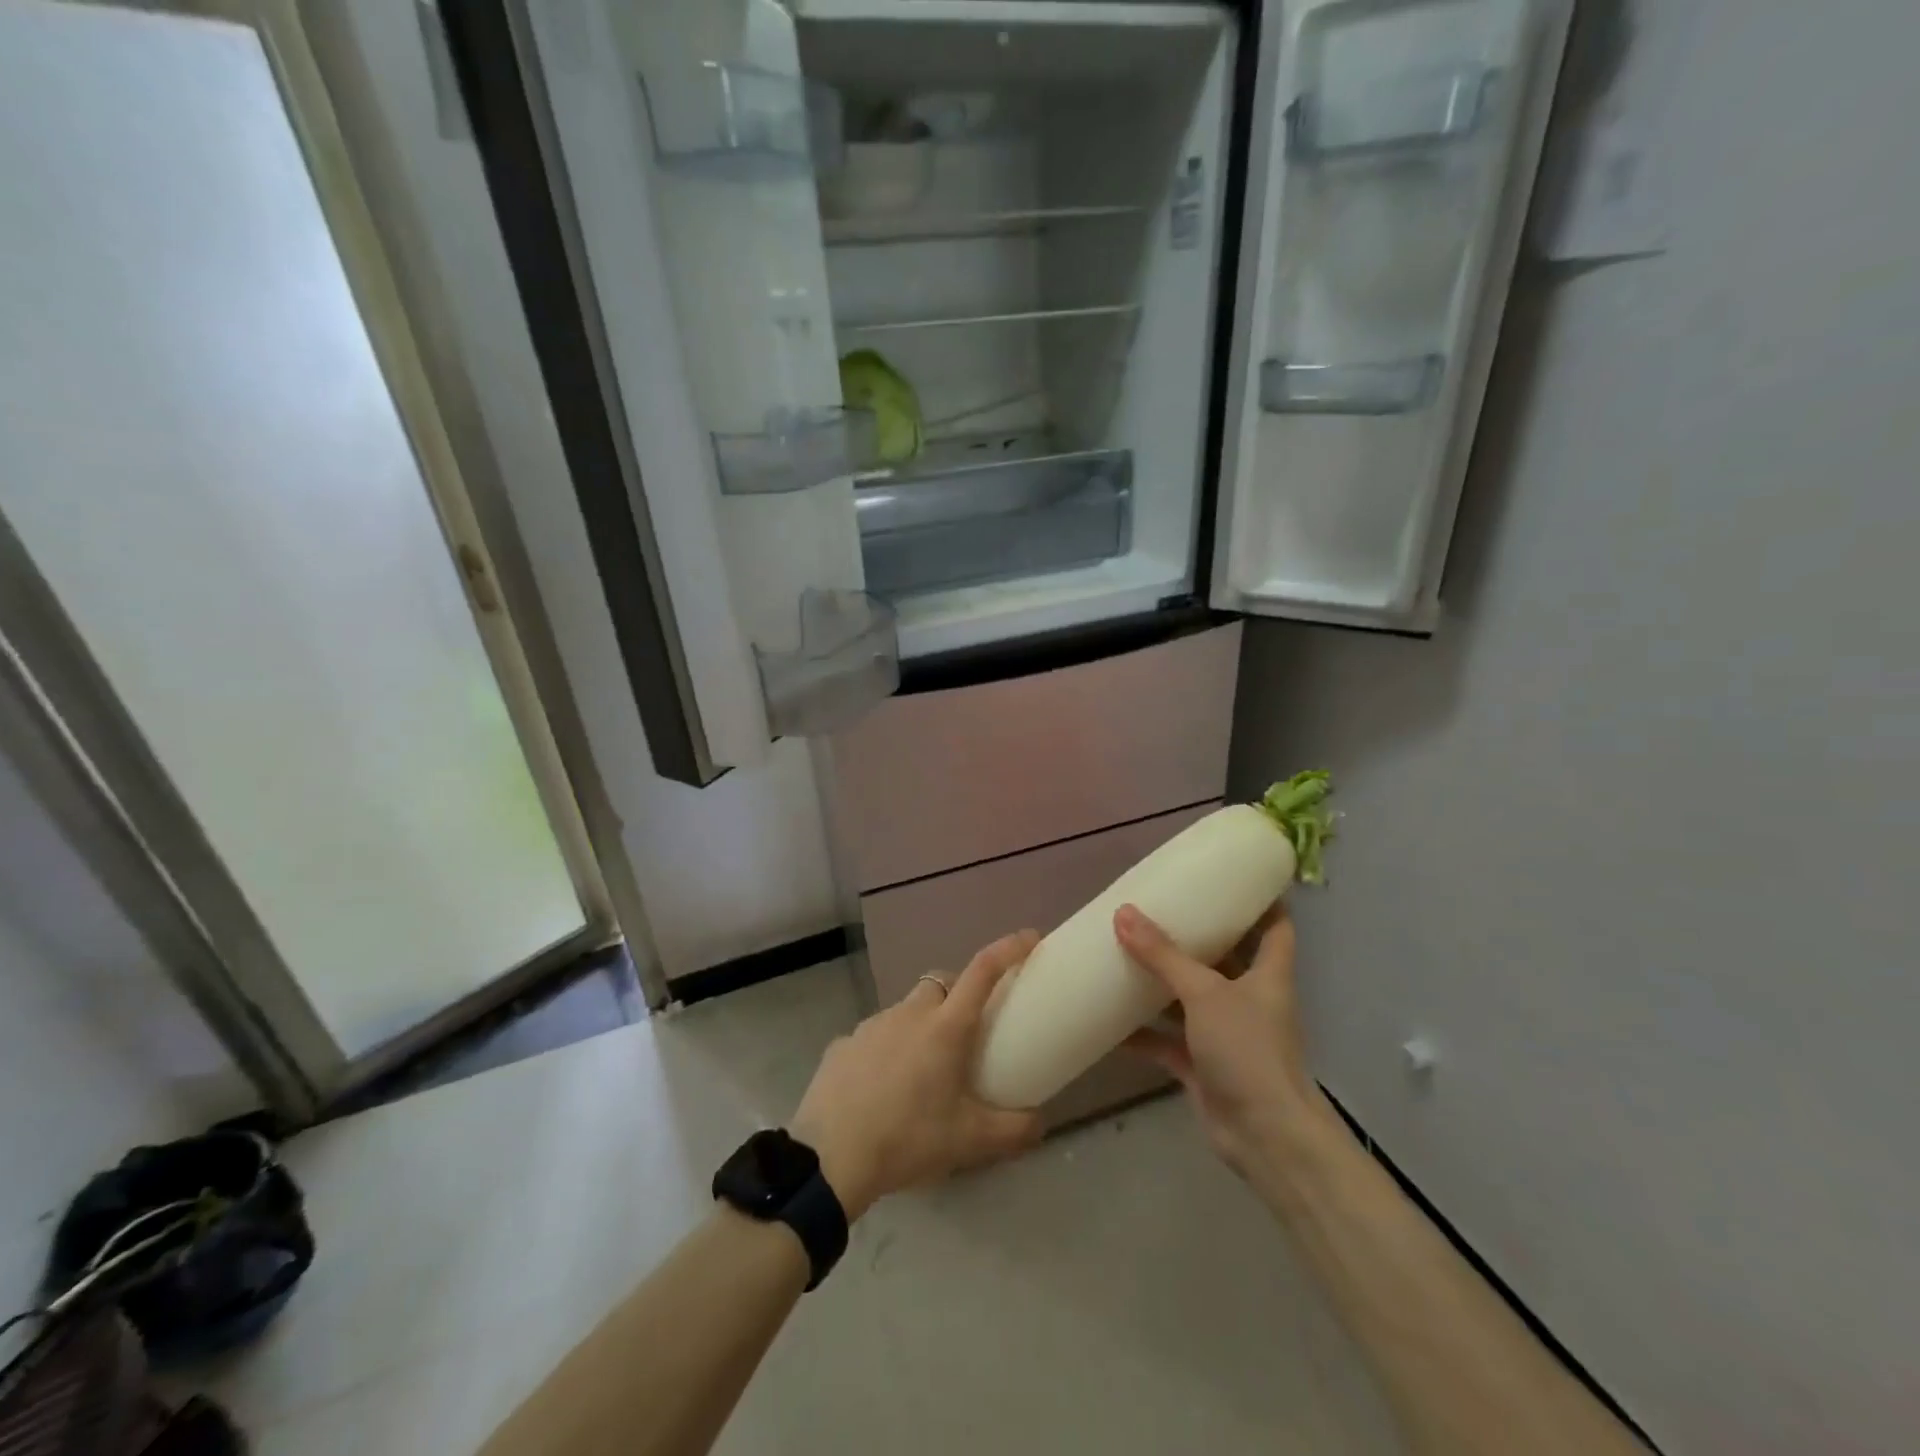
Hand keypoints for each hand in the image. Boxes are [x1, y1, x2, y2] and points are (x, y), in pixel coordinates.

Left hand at [790, 930, 1044, 1219]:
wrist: (829, 1157)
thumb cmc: (908, 1139)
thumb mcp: (970, 1141)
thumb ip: (1014, 1130)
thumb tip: (1043, 1122)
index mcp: (945, 1027)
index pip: (983, 971)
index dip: (1008, 949)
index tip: (1029, 938)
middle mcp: (910, 1013)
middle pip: (940, 983)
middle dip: (958, 993)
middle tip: (967, 1030)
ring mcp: (872, 1024)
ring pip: (906, 1009)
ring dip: (922, 1024)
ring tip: (924, 1068)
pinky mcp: (843, 1043)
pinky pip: (875, 1035)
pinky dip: (888, 1048)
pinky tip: (884, 1085)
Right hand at [1115, 903, 1338, 1192]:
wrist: (1265, 1137)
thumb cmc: (1247, 1050)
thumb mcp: (1204, 993)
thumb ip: (1163, 956)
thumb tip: (1122, 912)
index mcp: (1267, 975)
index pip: (1275, 927)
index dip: (1261, 901)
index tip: (1232, 879)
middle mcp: (1250, 1000)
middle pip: (1227, 959)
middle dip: (1198, 938)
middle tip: (1161, 910)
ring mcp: (1227, 1035)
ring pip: (1192, 999)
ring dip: (1164, 983)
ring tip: (1127, 953)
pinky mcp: (1204, 1066)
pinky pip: (1169, 1041)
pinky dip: (1144, 1033)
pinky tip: (1111, 1021)